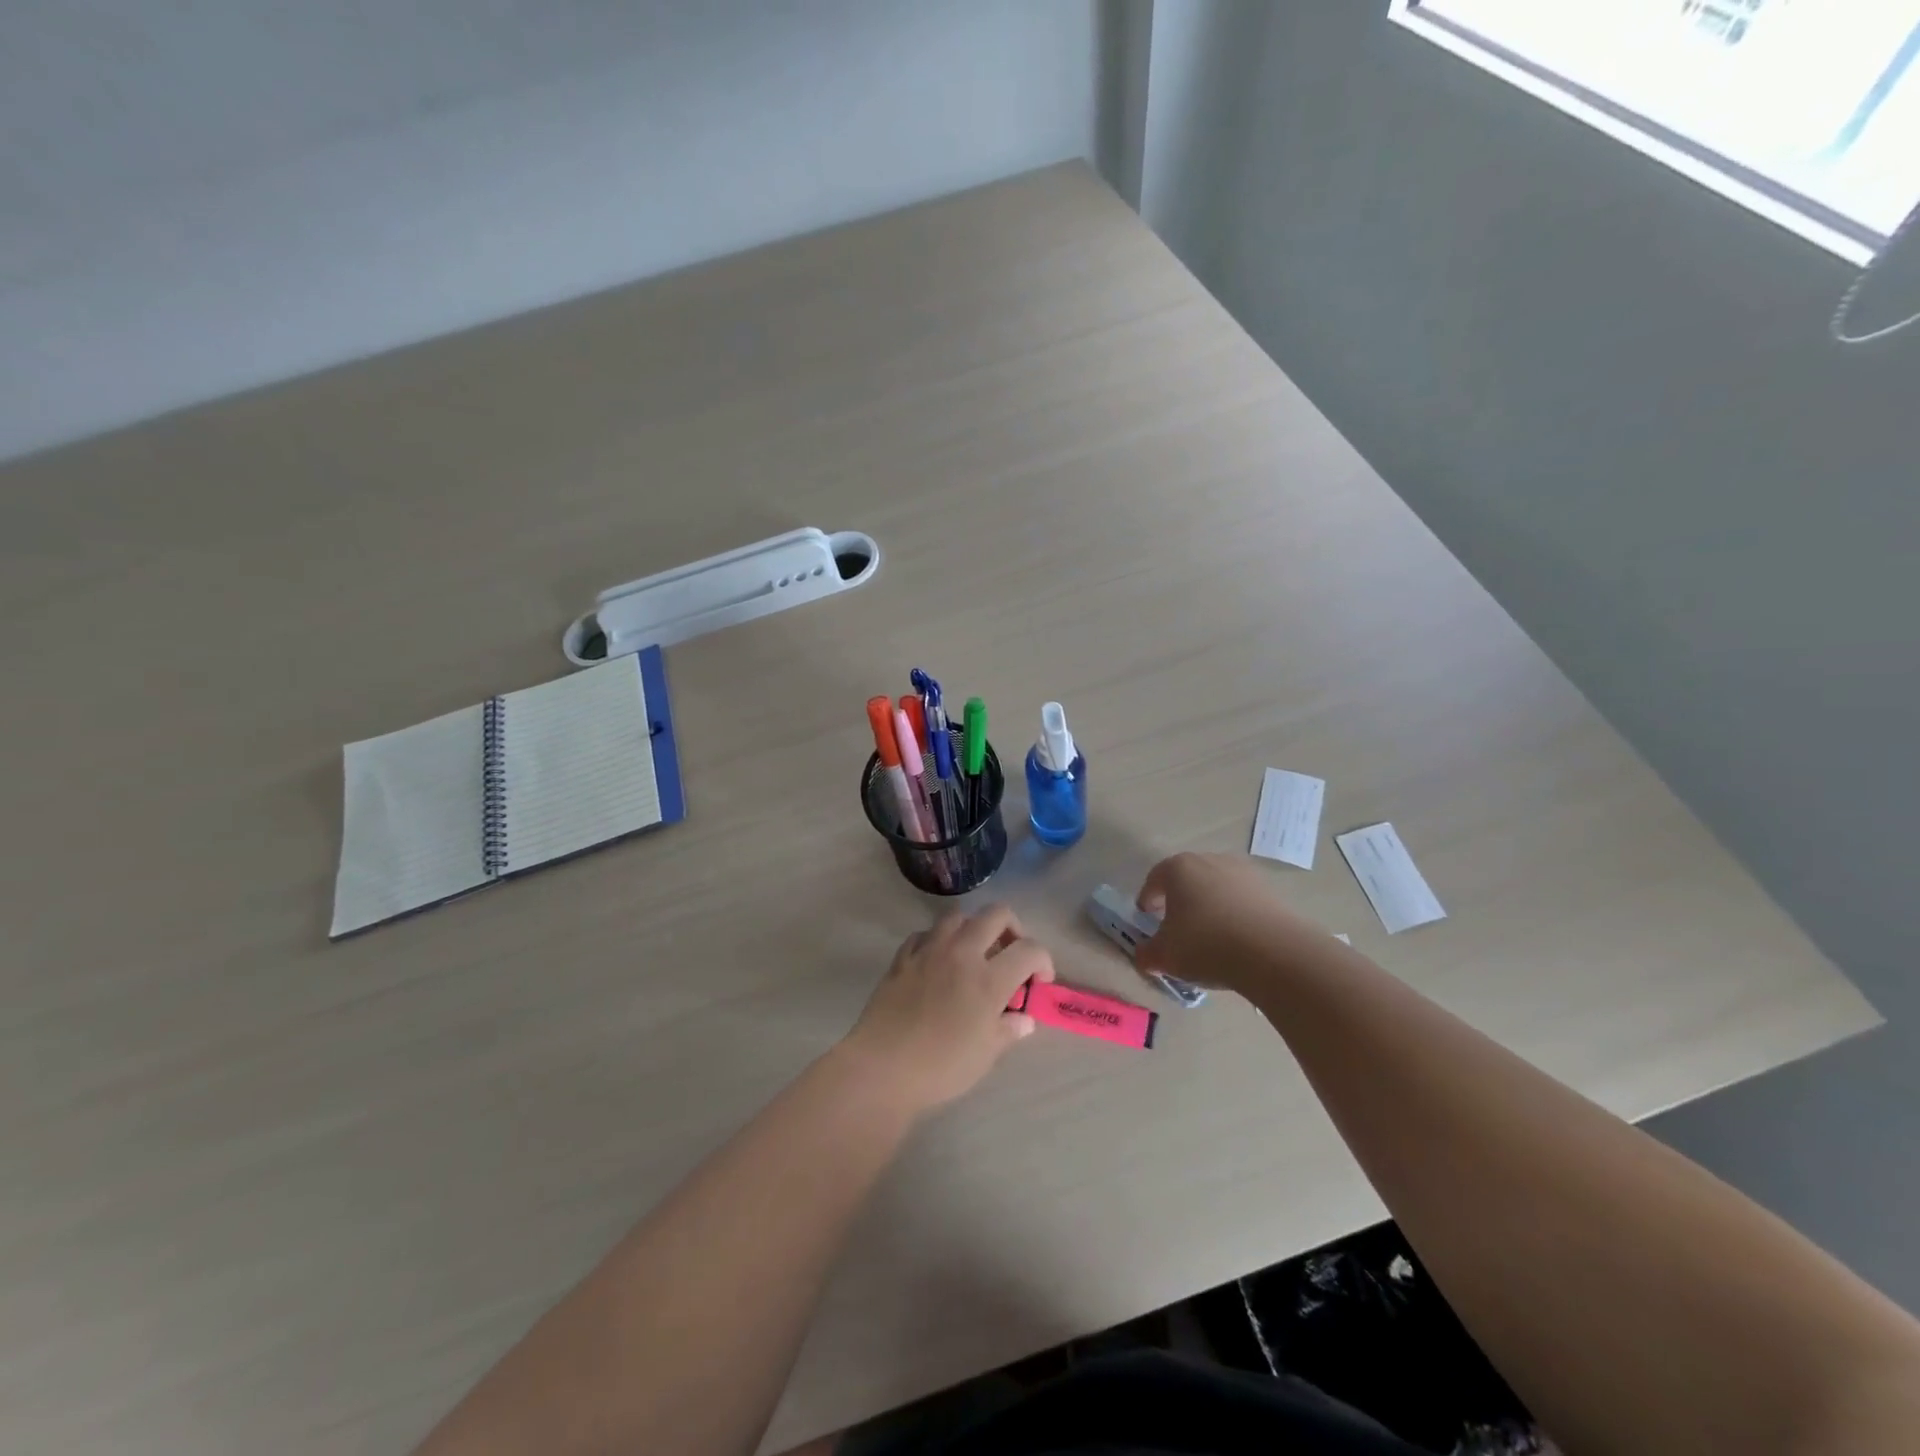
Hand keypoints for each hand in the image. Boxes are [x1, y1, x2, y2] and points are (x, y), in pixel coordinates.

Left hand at [842, 905, 1054, 1114]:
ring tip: (974, 953)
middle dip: (1013, 928)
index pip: (1030, 950)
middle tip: (1011, 954)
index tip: (1040, 981)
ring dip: (973, 928)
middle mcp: (962, 953)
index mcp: (989, 978)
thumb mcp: (985, 1055)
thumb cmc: (941, 1067)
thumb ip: (1008, 1030)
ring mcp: (929, 950)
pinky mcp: (903, 957)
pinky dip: (938, 940)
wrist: (882, 1067)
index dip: (1043, 961)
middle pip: (996, 914)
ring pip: (958, 915)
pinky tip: (938, 961)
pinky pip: (926, 933)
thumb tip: (1023, 1019)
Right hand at [1135, 852, 1324, 994]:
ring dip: (1210, 909)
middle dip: (1179, 902)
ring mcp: (1244, 873)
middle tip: (1177, 930)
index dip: (1147, 900)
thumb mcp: (1165, 956)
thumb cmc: (1206, 944)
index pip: (1154, 879)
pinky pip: (1242, 902)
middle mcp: (1210, 861)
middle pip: (1187, 880)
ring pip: (1217, 889)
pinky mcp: (1270, 891)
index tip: (1147, 921)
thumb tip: (1144, 955)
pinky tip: (1237, 943)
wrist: (1274, 953)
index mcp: (1178, 868)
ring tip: (1211, 940)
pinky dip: (1235, 917)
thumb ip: (1146, 954)